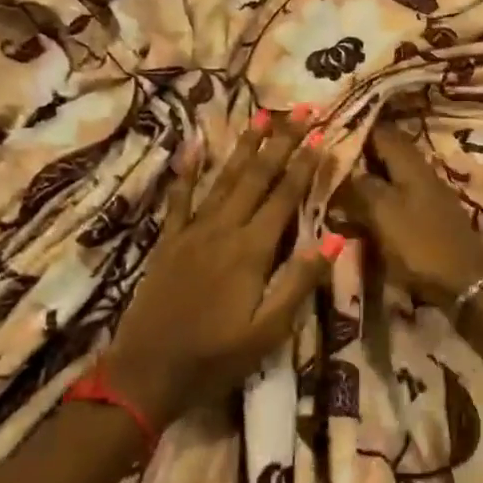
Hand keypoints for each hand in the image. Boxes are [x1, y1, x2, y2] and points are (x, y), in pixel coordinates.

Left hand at [100, 110, 341, 426]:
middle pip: (256, 177)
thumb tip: (335, 238)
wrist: (147, 372)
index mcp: (251, 250)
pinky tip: (195, 145)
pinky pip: (180, 199)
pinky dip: (188, 171)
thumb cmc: (216, 357)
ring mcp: (191, 232)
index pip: (284, 197)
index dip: (304, 164)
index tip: (321, 133)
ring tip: (261, 117)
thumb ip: (299, 281)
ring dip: (244, 147)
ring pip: (223, 179)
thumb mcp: (269, 330)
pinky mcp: (168, 242)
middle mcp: (222, 230)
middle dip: (280, 142)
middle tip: (299, 109)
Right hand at [334, 123, 482, 309]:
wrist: (464, 282)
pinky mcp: (428, 215)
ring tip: (336, 185)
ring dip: (366, 178)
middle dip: (357, 154)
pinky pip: (396, 197)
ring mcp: (427, 193)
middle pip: (385, 152)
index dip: (354, 128)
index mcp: (410, 163)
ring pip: (390, 175)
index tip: (327, 131)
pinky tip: (360, 210)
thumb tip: (340, 167)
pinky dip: (377, 198)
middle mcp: (420, 171)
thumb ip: (360, 187)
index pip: (380, 131)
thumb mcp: (383, 213)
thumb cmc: (420, 244)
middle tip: (325, 161)